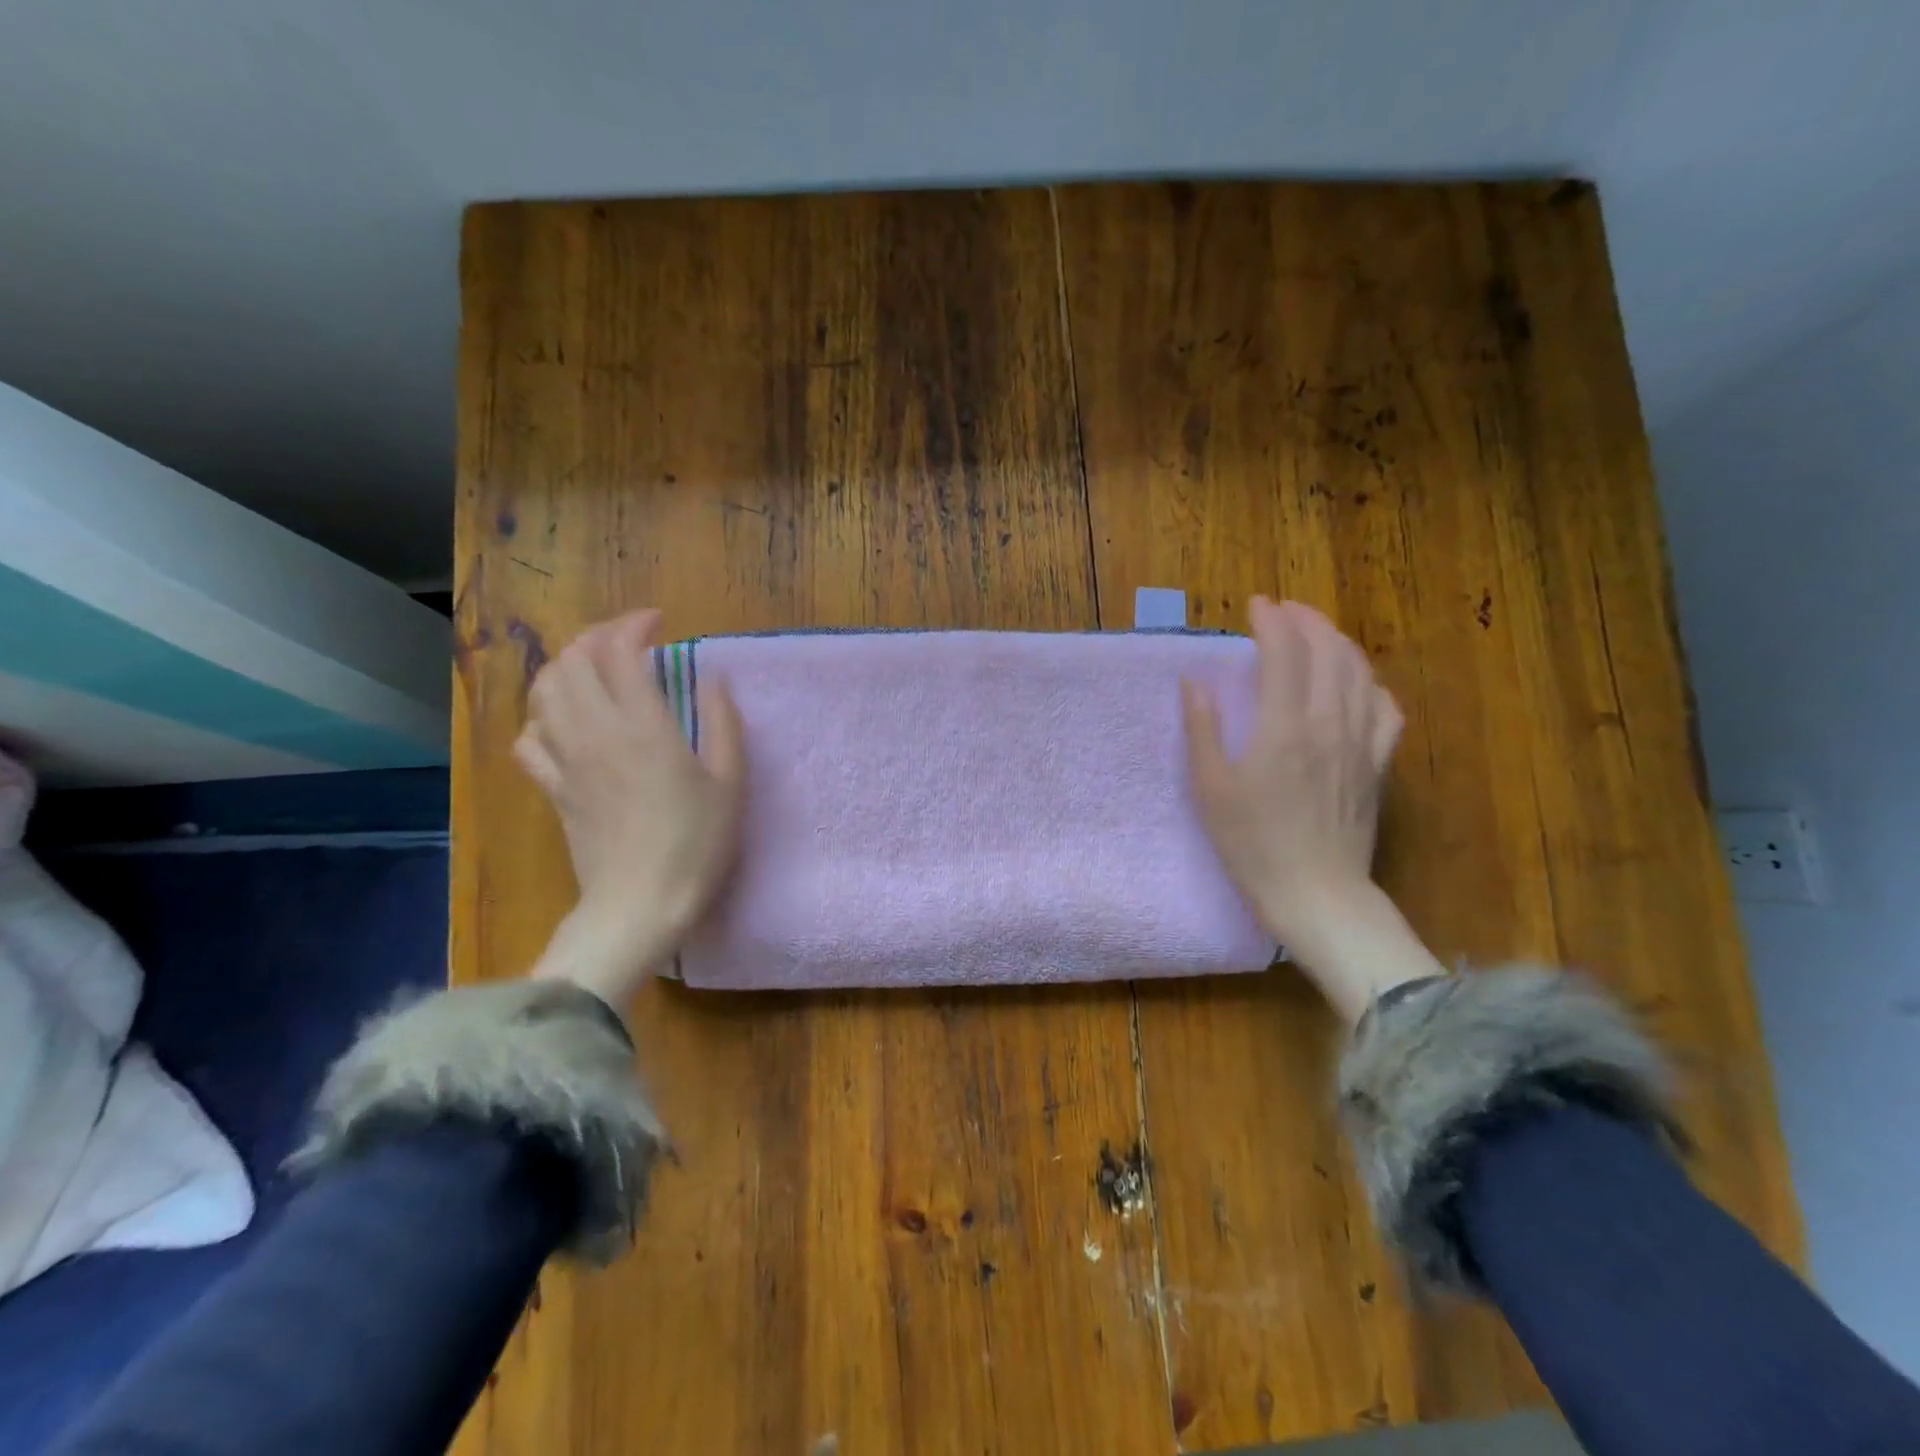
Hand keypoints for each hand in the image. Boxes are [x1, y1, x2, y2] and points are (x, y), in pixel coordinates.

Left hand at [515, 609, 745, 1006]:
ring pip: (544, 693)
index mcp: (643, 727)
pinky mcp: (554, 790)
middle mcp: (596, 733)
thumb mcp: (730, 783)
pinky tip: (564, 723)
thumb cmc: (696, 844)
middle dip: (597, 637)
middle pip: (573, 661)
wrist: (640, 905)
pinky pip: (530, 740)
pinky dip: (542, 718)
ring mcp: (567, 761)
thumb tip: (713, 680)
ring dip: (566, 668)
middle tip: (627, 641)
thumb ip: (724, 724)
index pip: (619, 652)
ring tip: (593, 671)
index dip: (634, 625)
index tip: (658, 623)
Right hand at [1184, 597, 1441, 1021]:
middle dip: (1306, 620)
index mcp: (1284, 727)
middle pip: (1328, 651)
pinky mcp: (1378, 765)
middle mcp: (1329, 723)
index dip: (1271, 620)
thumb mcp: (1210, 789)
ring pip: (1361, 673)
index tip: (1255, 604)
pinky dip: (1371, 683)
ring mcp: (1361, 743)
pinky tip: (1359, 684)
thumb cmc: (1252, 845)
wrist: (1316, 894)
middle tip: (1284, 610)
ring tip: (1317, 634)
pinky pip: (1387, 709)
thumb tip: (1194, 681)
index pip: (1284, 652)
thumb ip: (1202, 729)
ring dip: (1338, 643)